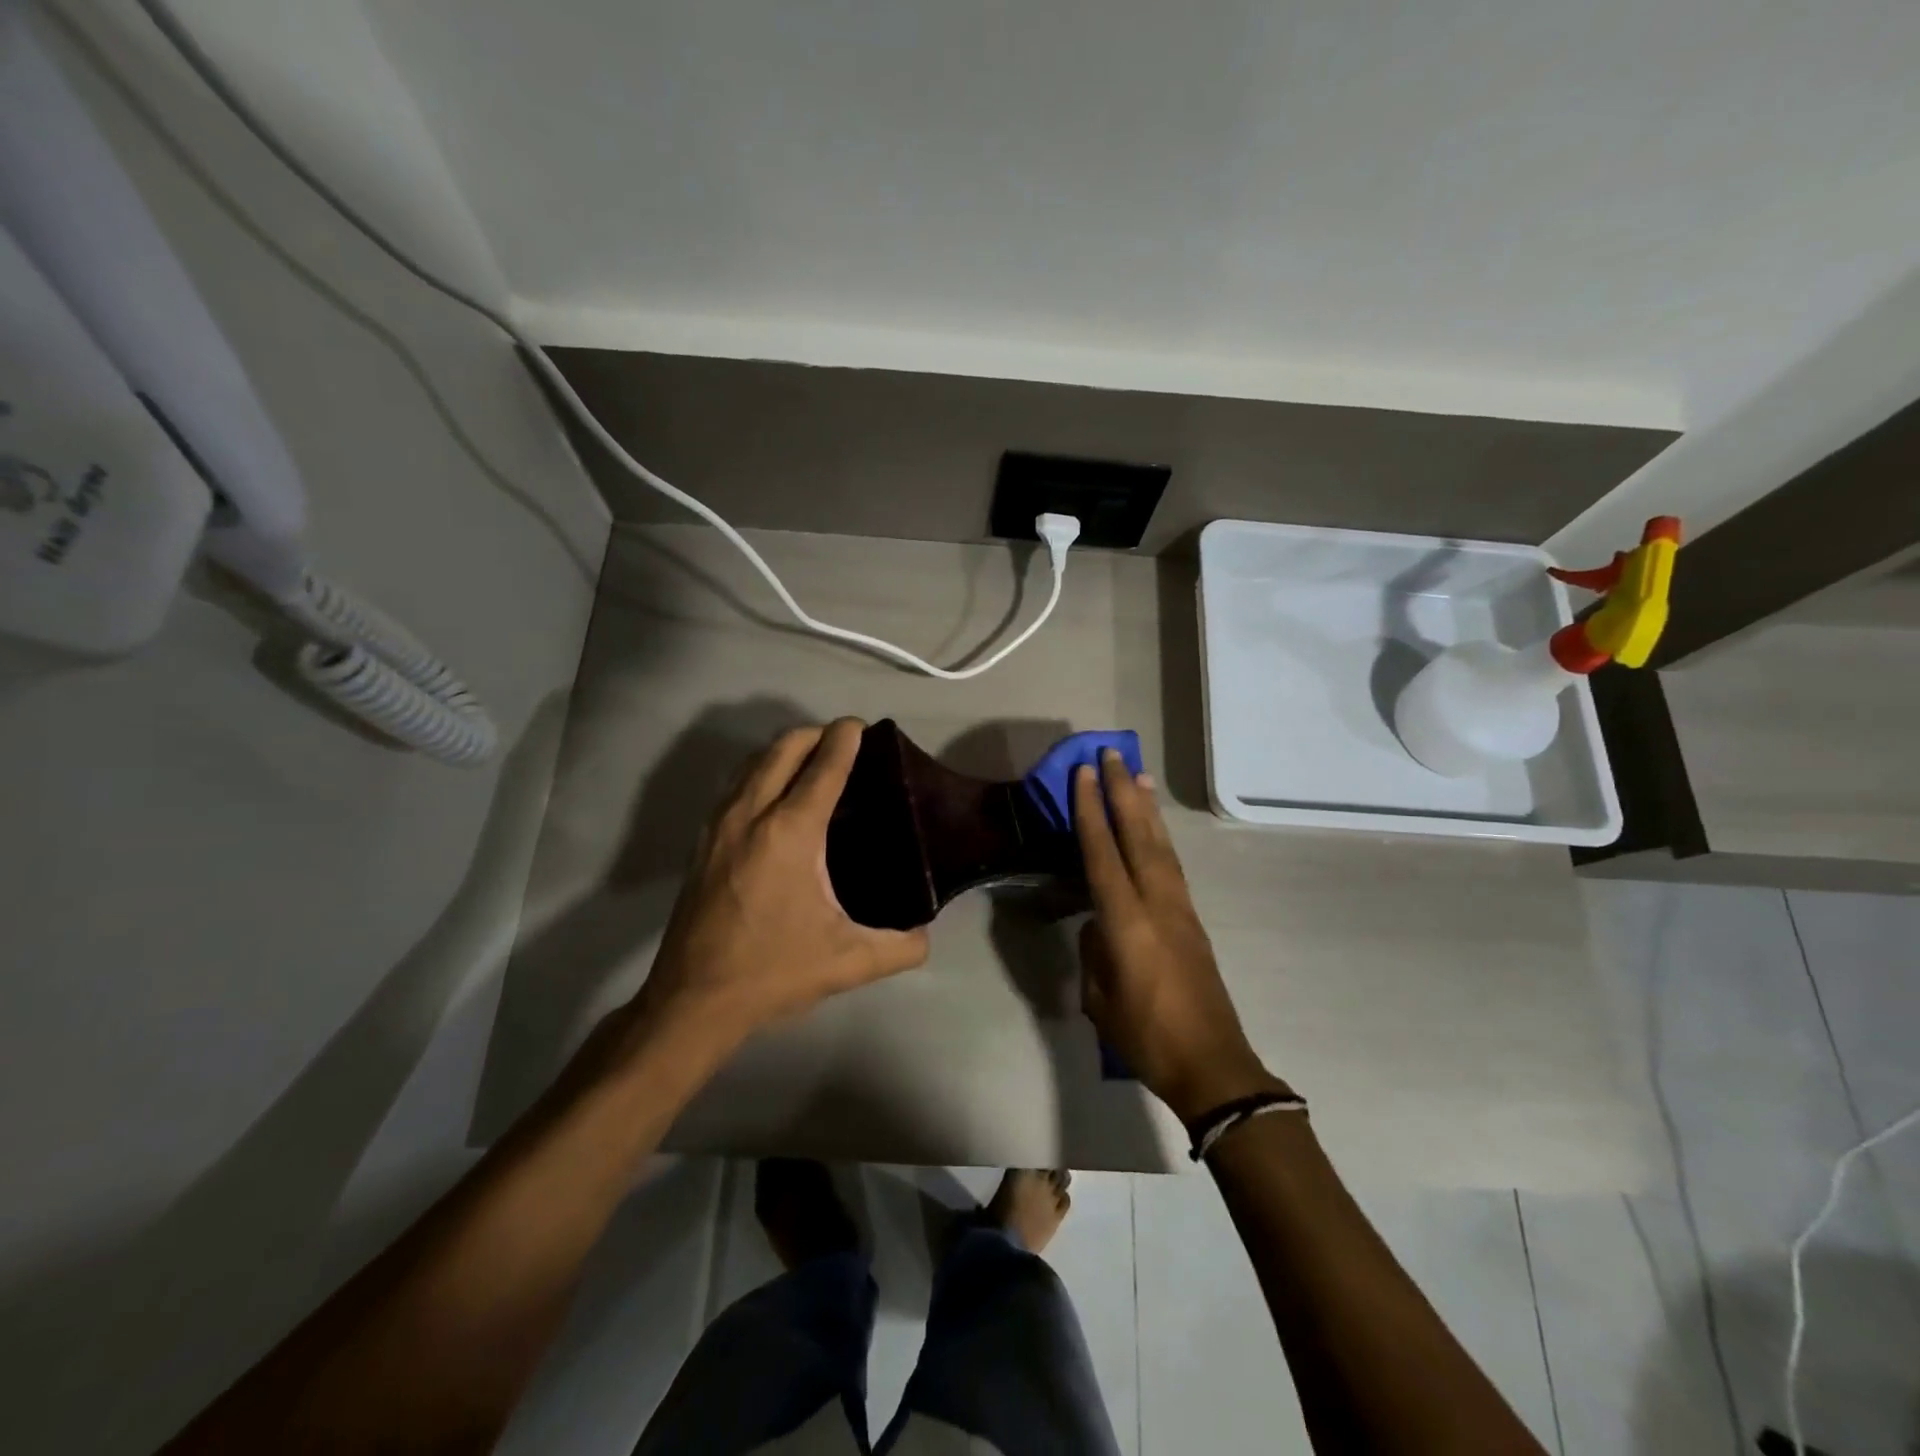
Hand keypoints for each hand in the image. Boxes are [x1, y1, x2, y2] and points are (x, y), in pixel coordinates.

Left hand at [628, 719, 929, 1048]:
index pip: (823, 765)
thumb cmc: (772, 972)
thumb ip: (900, 947)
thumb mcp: (848, 963)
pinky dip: (762, 771)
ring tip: (814, 764)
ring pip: (753, 761)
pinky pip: (736, 784)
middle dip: (816, 734)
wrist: (692, 1000)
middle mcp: (750, 814)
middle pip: (783, 747)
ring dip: (785, 749)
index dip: (846, 738)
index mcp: (790, 832)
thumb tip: (926, 935)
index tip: (863, 728)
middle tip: (845, 745)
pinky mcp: (703, 840)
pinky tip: (778, 797)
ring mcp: (719, 824)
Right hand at [1073, 750, 1286, 1123]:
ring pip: (1161, 846)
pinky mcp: (1193, 921)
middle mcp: (1157, 905)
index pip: (1103, 854)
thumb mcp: (1100, 999)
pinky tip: (1153, 829)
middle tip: (1112, 755)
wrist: (1212, 1065)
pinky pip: (1171, 866)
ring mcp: (1180, 910)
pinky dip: (1160, 837)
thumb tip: (1097, 926)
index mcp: (1128, 923)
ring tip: (1138, 775)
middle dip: (1123, 792)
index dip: (1091, 811)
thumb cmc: (1146, 1036)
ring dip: (1147, 808)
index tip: (1083, 774)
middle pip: (1139, 837)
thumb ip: (1094, 952)